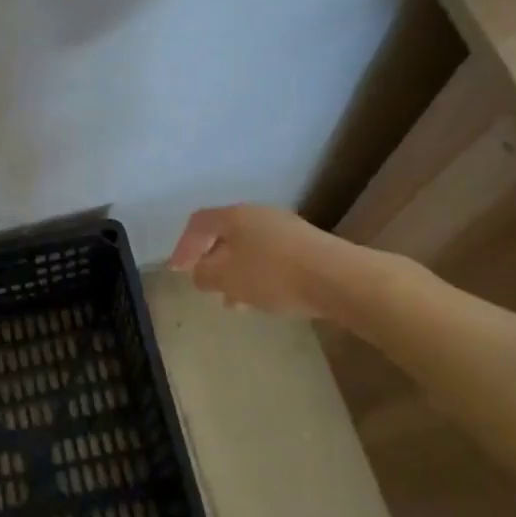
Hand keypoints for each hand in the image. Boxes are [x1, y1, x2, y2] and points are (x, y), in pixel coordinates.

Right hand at [168, 204, 346, 316]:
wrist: (339, 278)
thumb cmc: (273, 274)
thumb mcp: (227, 278)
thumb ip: (204, 274)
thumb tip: (200, 272)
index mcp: (234, 216)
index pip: (198, 223)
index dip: (183, 245)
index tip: (176, 270)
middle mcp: (258, 214)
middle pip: (225, 234)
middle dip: (212, 261)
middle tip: (205, 284)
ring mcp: (286, 228)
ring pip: (249, 249)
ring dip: (236, 273)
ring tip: (234, 302)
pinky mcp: (307, 246)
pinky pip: (271, 258)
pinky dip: (258, 276)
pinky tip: (263, 300)